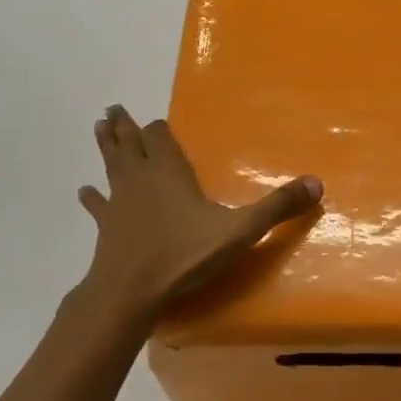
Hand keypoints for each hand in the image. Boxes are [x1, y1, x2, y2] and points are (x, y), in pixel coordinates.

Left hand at [76, 104, 321, 326]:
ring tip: (98, 126)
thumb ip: (276, 208)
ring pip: (111, 165)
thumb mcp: (239, 231)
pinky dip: (92, 198)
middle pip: (129, 143)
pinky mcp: (107, 227)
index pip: (159, 137)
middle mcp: (141, 178)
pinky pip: (98, 206)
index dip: (157, 129)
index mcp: (169, 172)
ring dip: (106, 146)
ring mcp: (119, 202)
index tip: (153, 120)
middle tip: (112, 107)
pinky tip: (83, 192)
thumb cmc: (183, 255)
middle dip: (124, 126)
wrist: (130, 292)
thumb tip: (317, 183)